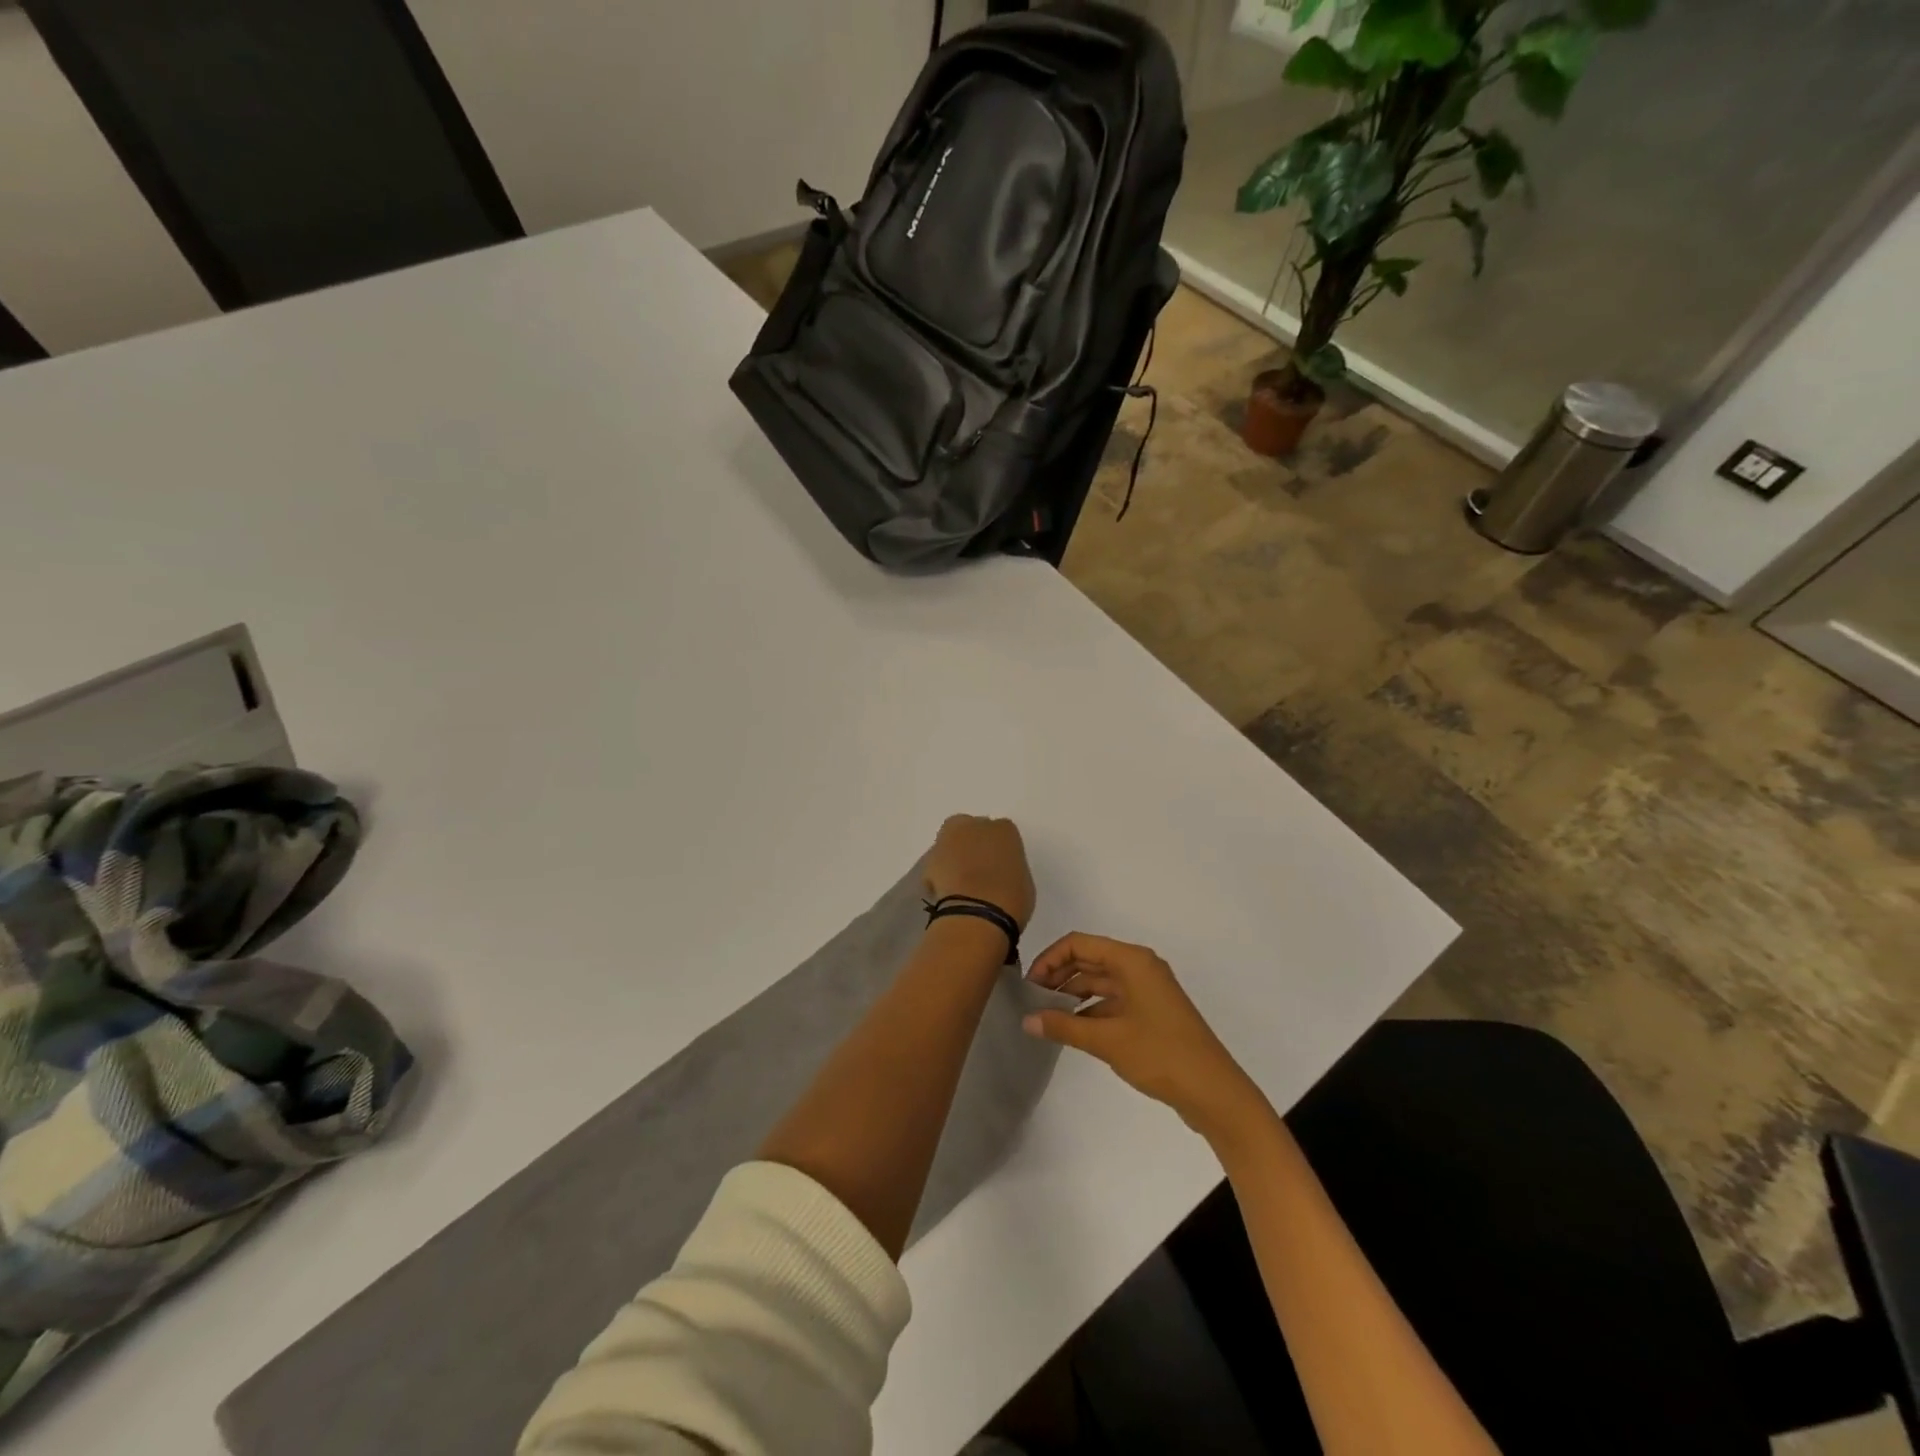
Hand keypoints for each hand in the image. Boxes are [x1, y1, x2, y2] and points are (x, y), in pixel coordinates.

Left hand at [922, 815, 1035, 930]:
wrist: (976, 915)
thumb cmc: (1011, 900)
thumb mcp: (1023, 883)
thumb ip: (1009, 869)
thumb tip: (999, 875)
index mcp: (1004, 830)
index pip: (1002, 832)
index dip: (999, 850)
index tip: (999, 866)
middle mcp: (973, 826)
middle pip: (969, 828)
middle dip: (971, 842)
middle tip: (976, 867)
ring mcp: (947, 841)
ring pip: (949, 842)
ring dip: (952, 856)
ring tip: (959, 882)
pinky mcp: (927, 860)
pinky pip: (935, 864)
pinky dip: (939, 874)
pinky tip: (946, 892)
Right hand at [1022, 933, 1267, 1142]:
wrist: (1214, 1092)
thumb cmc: (1161, 1054)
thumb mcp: (1107, 1040)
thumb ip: (1064, 1026)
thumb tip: (1027, 1020)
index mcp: (1132, 961)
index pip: (1080, 944)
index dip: (1050, 958)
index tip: (1029, 984)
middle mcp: (1140, 967)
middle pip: (1089, 959)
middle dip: (1059, 975)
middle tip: (1032, 1000)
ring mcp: (1147, 990)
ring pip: (1100, 981)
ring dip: (1073, 994)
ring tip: (1046, 1015)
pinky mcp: (1151, 1012)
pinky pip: (1113, 1000)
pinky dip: (1090, 1010)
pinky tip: (1072, 1029)